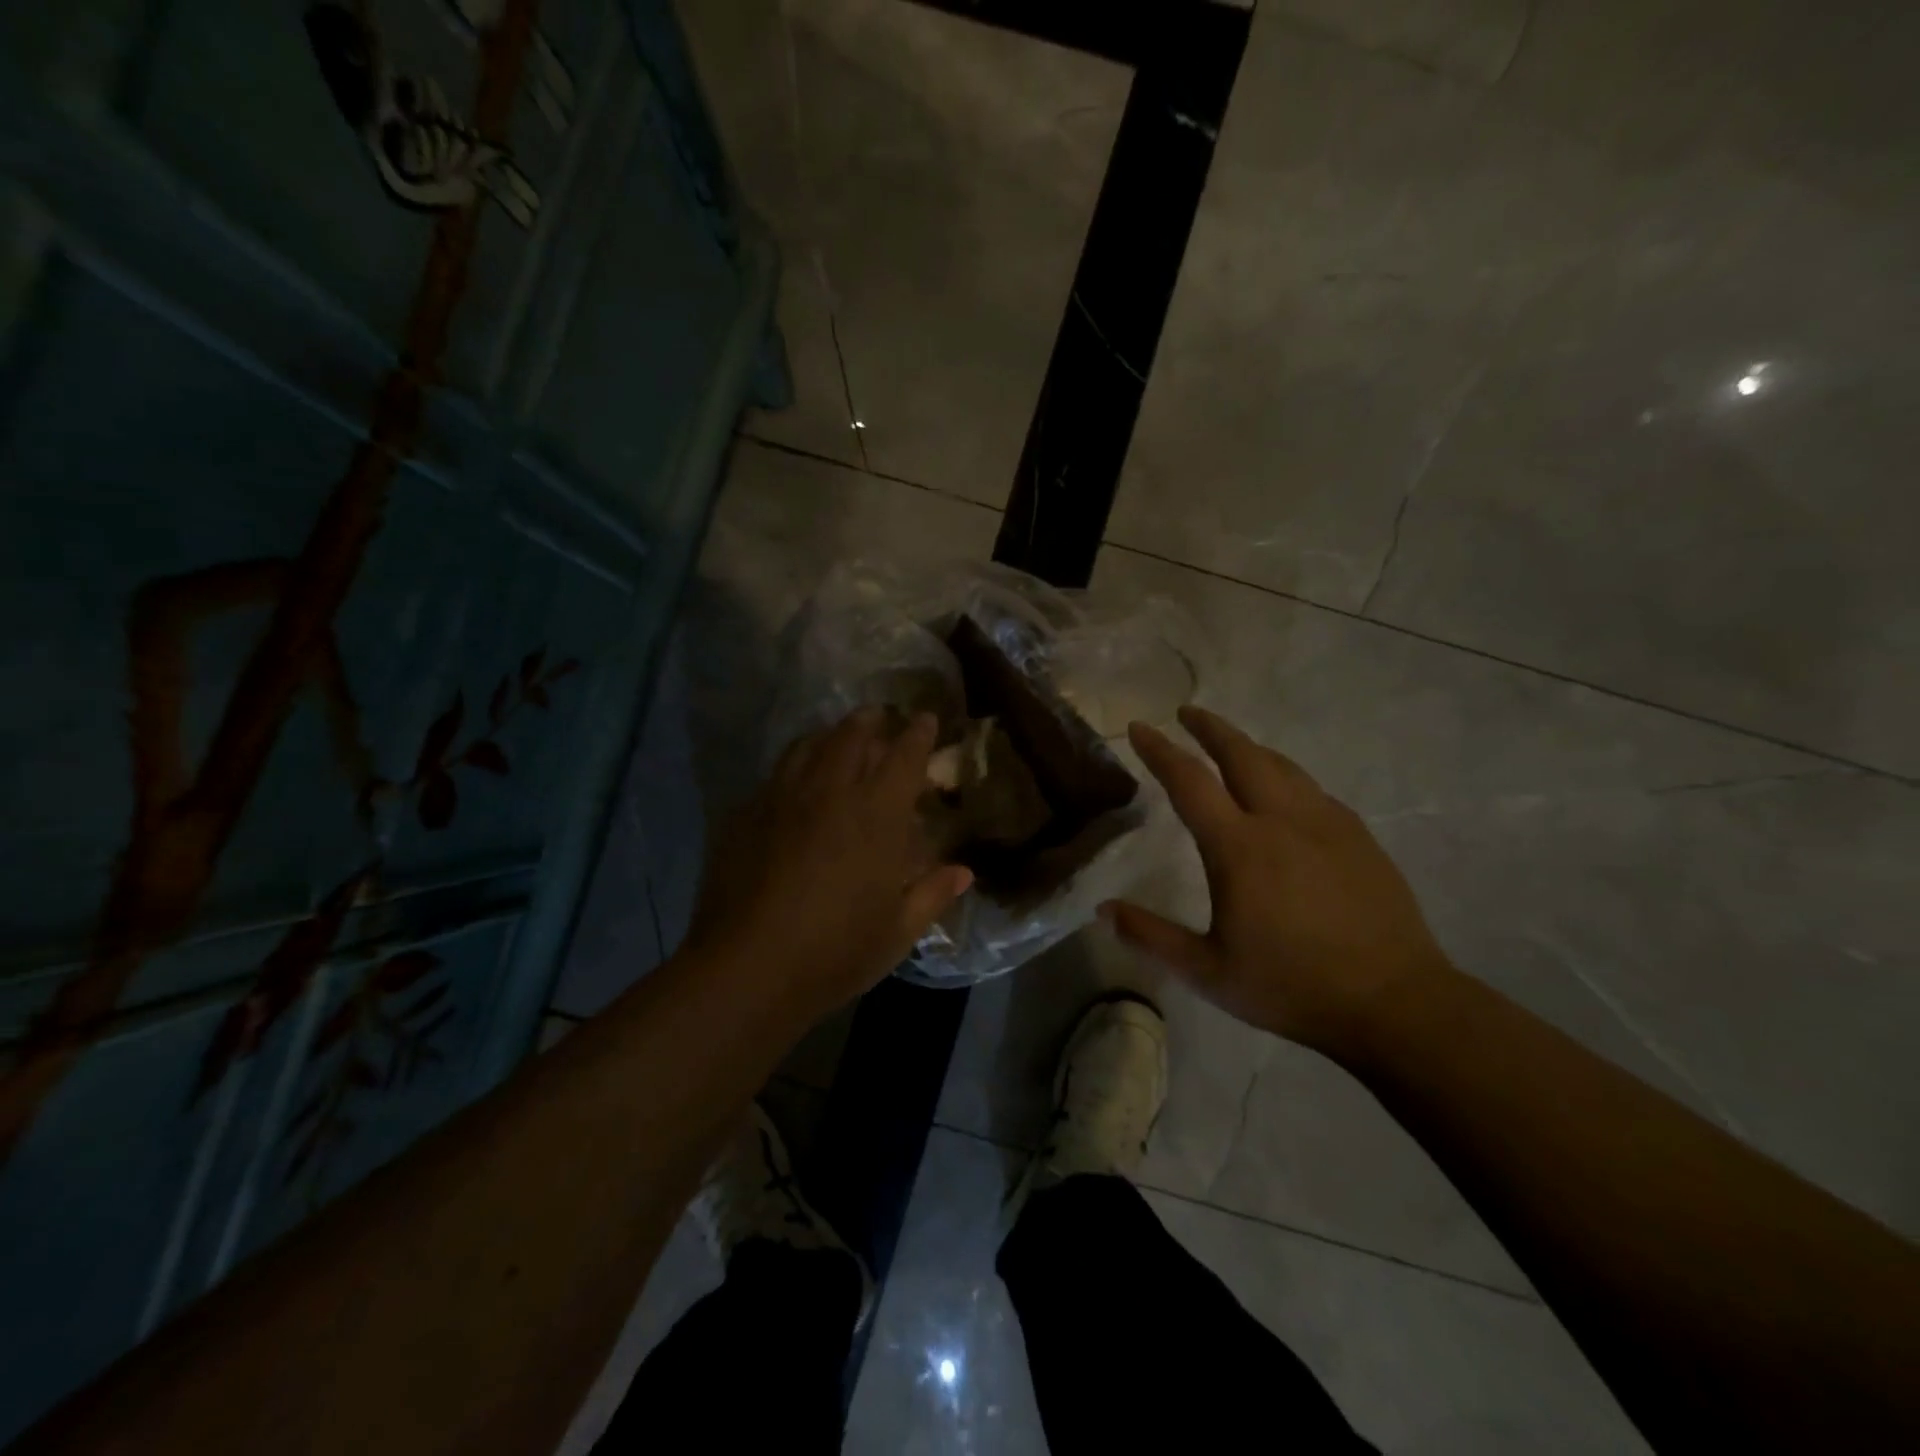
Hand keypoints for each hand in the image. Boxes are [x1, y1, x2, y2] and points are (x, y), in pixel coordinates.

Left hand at [685, 707, 972, 1019]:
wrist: (747, 969)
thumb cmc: (836, 951)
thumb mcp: (897, 931)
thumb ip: (932, 894)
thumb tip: (963, 872)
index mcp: (876, 815)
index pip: (903, 756)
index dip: (918, 733)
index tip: (926, 719)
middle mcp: (830, 793)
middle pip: (851, 736)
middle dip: (870, 721)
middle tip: (879, 717)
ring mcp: (781, 799)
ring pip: (807, 746)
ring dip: (828, 736)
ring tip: (836, 739)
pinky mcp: (745, 815)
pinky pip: (775, 775)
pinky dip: (794, 767)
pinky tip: (793, 785)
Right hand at [1101, 705, 1450, 1050]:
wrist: (1394, 1003)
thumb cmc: (1291, 987)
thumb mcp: (1209, 972)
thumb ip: (1151, 936)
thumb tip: (1103, 910)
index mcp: (1239, 847)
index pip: (1189, 781)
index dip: (1160, 751)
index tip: (1139, 727)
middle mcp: (1282, 820)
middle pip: (1241, 754)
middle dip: (1210, 728)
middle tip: (1187, 712)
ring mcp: (1327, 823)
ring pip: (1281, 766)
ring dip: (1248, 747)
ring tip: (1229, 743)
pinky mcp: (1358, 837)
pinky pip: (1312, 790)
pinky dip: (1284, 776)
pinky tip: (1283, 791)